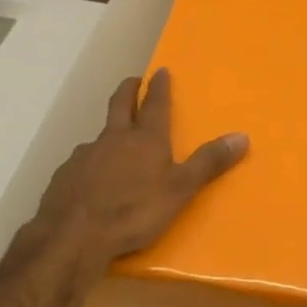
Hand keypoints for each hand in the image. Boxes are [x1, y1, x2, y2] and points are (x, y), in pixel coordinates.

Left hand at [25, 68, 248, 291]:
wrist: (75, 236)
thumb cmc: (135, 211)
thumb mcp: (181, 190)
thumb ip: (209, 163)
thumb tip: (242, 136)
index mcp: (145, 138)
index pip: (155, 103)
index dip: (159, 86)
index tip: (160, 70)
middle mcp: (114, 138)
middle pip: (120, 104)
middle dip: (128, 89)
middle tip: (133, 81)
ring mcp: (85, 154)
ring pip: (99, 136)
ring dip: (109, 134)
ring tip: (114, 146)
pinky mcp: (65, 175)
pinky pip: (81, 163)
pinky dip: (90, 165)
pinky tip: (91, 182)